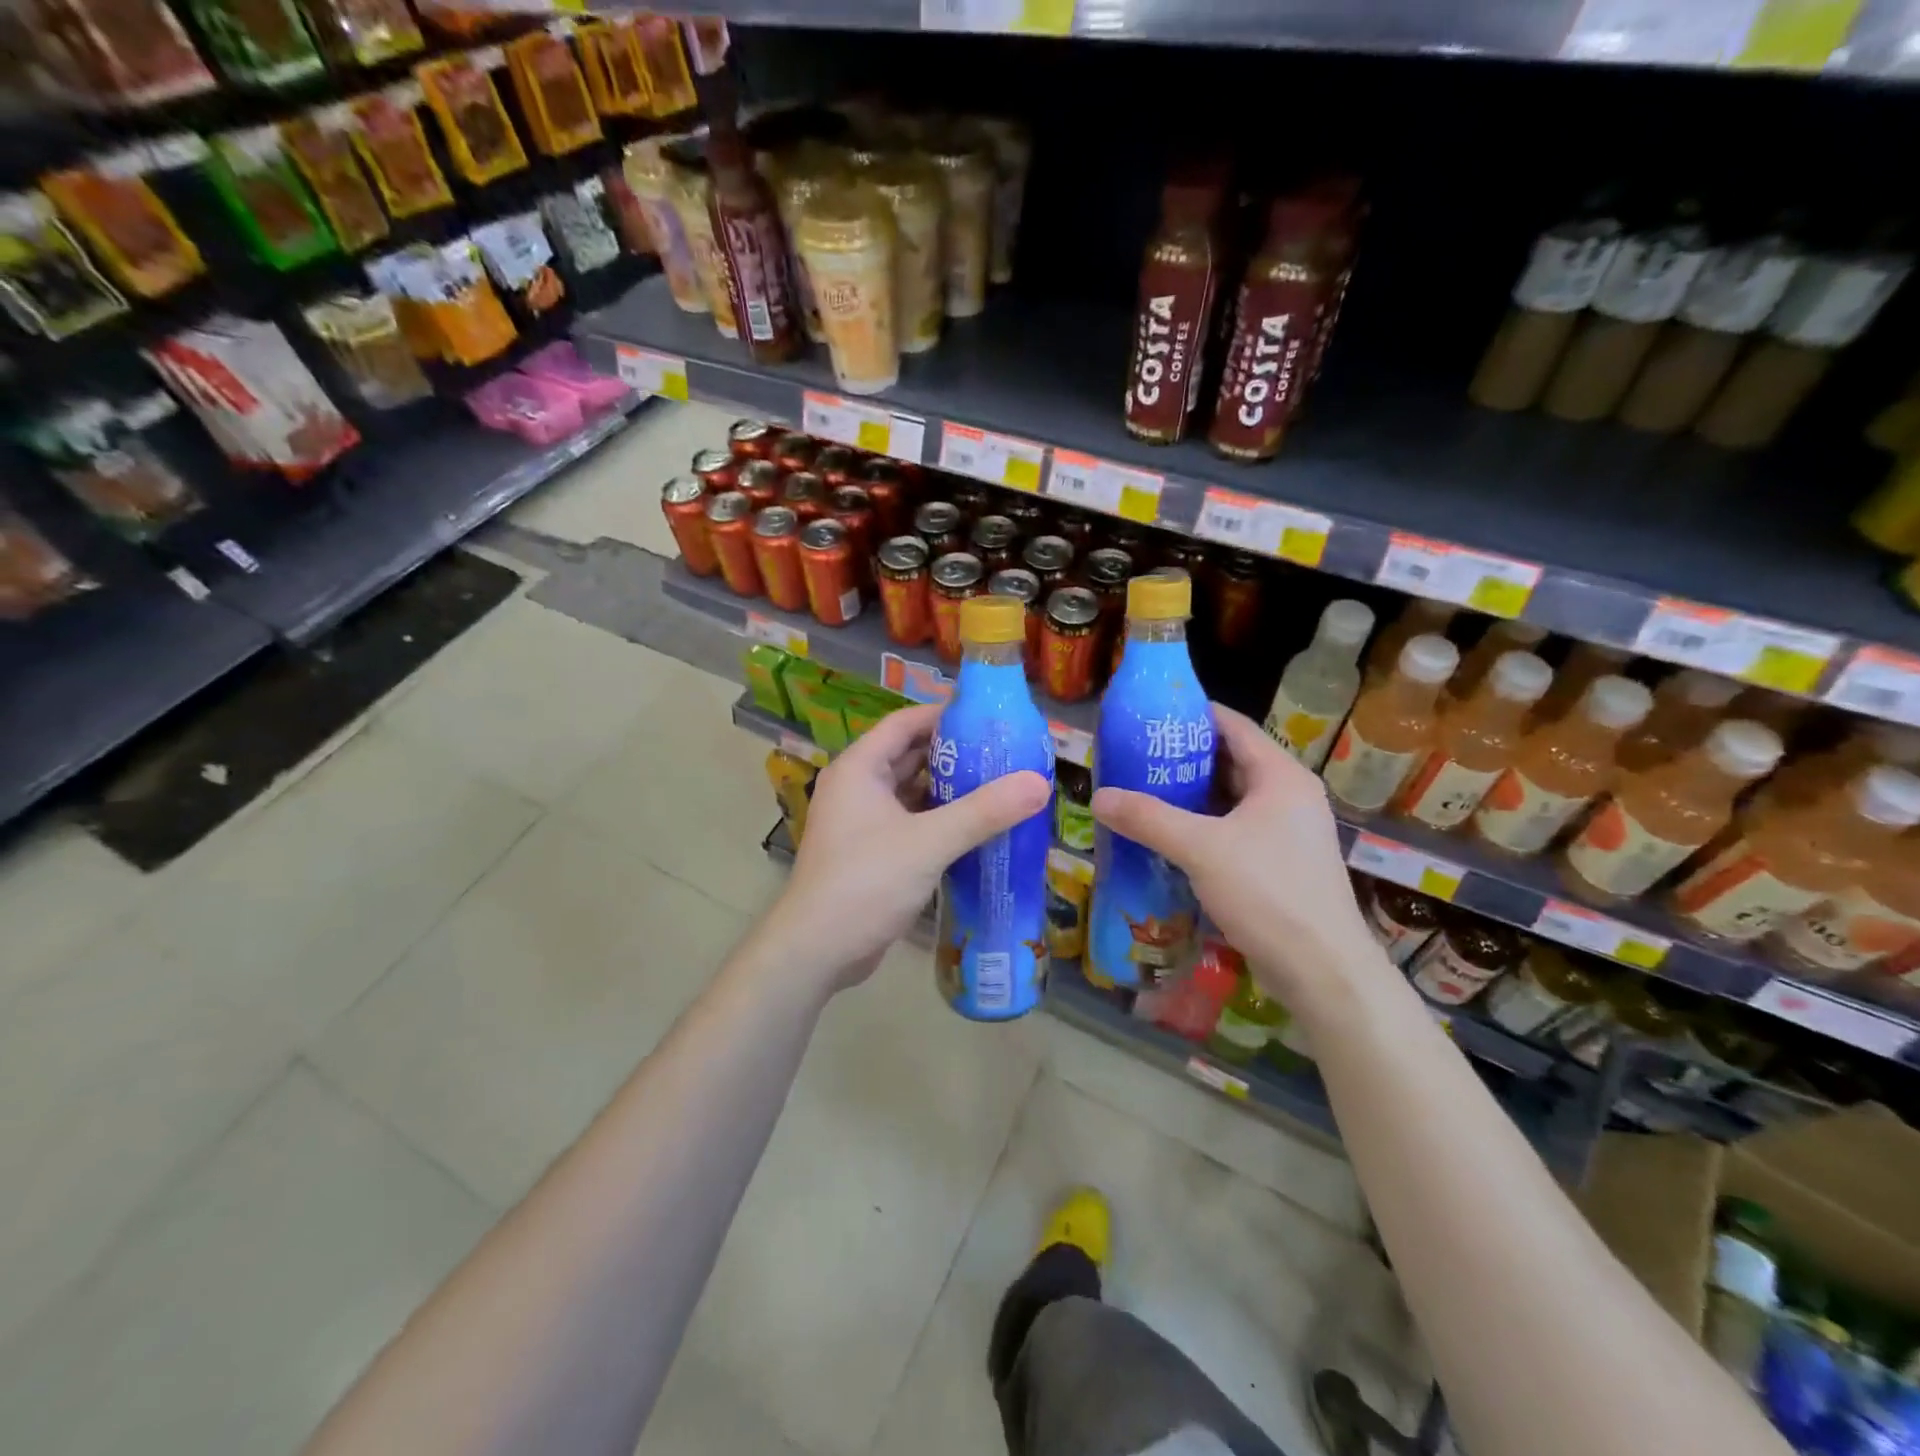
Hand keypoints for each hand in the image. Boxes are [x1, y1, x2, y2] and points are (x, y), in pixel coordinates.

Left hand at [756, 704, 1050, 993]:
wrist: (817, 950)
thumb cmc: (866, 882)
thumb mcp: (929, 842)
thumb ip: (984, 812)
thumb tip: (1039, 783)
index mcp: (860, 768)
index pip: (904, 723)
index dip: (944, 714)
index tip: (989, 717)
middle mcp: (857, 787)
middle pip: (910, 756)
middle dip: (955, 754)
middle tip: (1004, 753)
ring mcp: (862, 822)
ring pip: (912, 792)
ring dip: (950, 790)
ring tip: (1000, 785)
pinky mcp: (872, 852)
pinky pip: (911, 822)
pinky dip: (940, 820)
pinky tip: (977, 828)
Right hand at [1090, 704, 1384, 1016]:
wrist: (1322, 971)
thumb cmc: (1268, 893)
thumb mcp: (1201, 849)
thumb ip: (1148, 819)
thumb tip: (1098, 798)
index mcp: (1280, 777)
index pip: (1234, 726)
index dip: (1193, 715)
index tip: (1149, 715)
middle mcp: (1289, 796)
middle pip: (1230, 761)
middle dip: (1183, 758)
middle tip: (1135, 756)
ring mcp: (1287, 832)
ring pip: (1231, 799)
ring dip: (1190, 795)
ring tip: (1142, 791)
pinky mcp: (1279, 863)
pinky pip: (1234, 829)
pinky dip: (1202, 826)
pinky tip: (1167, 835)